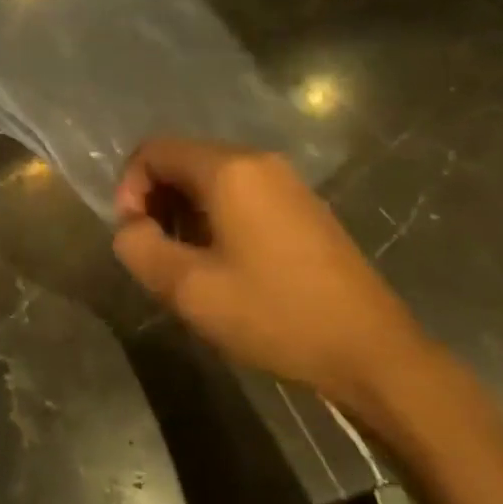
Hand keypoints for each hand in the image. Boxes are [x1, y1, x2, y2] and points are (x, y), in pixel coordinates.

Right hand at [112, 138, 432, 411]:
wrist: (373, 352)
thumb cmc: (275, 315)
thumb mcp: (190, 290)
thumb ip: (140, 249)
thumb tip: (130, 229)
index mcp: (229, 170)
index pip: (154, 150)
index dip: (129, 187)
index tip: (133, 234)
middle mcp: (258, 161)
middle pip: (183, 160)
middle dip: (156, 200)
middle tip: (156, 252)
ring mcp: (287, 182)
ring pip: (212, 179)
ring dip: (185, 211)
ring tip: (188, 263)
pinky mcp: (304, 207)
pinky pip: (242, 193)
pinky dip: (217, 216)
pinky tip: (227, 264)